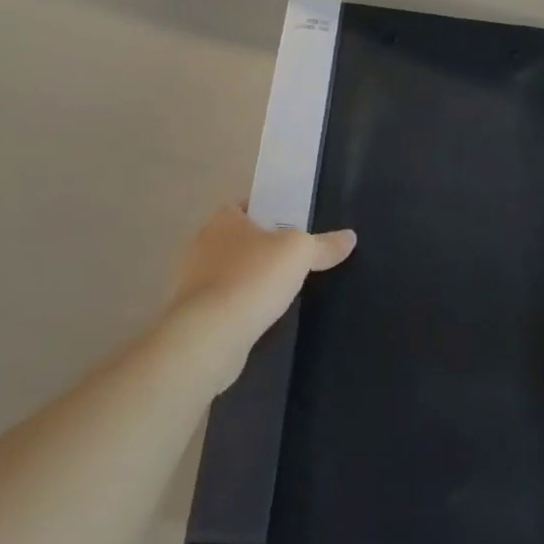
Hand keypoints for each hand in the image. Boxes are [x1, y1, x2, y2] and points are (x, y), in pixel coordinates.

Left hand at [164, 205, 355, 388]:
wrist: (208, 337)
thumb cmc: (253, 278)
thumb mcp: (300, 253)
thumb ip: (324, 244)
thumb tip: (350, 237)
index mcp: (223, 219)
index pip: (247, 206)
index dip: (270, 213)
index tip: (292, 226)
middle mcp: (203, 244)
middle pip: (239, 239)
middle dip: (262, 248)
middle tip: (294, 258)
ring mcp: (193, 282)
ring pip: (230, 272)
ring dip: (250, 280)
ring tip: (281, 290)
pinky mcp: (193, 316)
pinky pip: (223, 303)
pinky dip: (240, 307)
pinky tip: (261, 317)